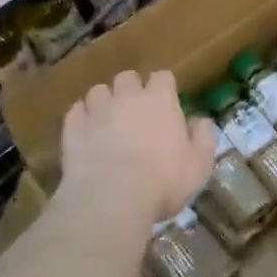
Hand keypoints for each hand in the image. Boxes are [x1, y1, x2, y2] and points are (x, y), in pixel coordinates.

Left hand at [59, 69, 215, 225]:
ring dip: (104, 101)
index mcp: (160, 100)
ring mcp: (97, 110)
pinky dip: (81, 118)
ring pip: (98, 91)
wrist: (112, 199)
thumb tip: (201, 120)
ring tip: (107, 120)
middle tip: (135, 111)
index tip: (166, 101)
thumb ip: (203, 138)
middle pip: (127, 77)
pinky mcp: (72, 127)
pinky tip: (86, 133)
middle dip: (131, 89)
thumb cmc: (164, 182)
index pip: (162, 76)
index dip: (163, 87)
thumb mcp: (199, 165)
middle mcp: (127, 97)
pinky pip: (75, 111)